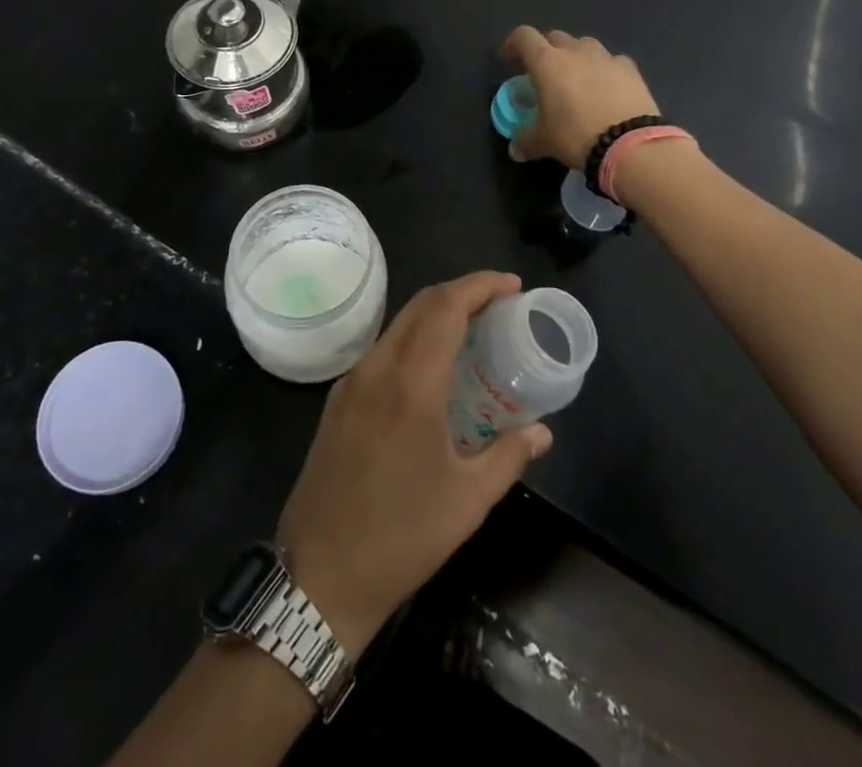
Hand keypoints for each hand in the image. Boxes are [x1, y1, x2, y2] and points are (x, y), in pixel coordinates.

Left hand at [276, 272, 553, 656]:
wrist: (320, 576)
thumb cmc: (402, 537)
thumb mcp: (467, 500)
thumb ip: (509, 456)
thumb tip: (542, 433)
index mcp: (411, 383)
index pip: (446, 307)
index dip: (481, 285)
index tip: (513, 286)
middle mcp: (377, 368)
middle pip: (421, 305)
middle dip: (462, 292)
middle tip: (499, 304)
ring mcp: (351, 382)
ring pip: (398, 324)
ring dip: (436, 314)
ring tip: (472, 331)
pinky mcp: (337, 400)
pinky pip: (382, 350)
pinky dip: (413, 339)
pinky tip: (432, 368)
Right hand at [501, 27, 660, 169]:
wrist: (630, 144)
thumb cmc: (576, 136)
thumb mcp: (544, 143)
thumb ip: (525, 141)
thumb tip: (515, 149)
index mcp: (546, 62)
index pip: (523, 37)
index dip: (513, 45)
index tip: (509, 61)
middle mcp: (574, 51)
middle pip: (554, 37)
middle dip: (545, 50)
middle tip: (543, 73)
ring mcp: (605, 56)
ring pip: (584, 44)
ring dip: (575, 56)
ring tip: (576, 78)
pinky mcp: (630, 68)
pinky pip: (611, 60)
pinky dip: (604, 69)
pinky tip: (607, 87)